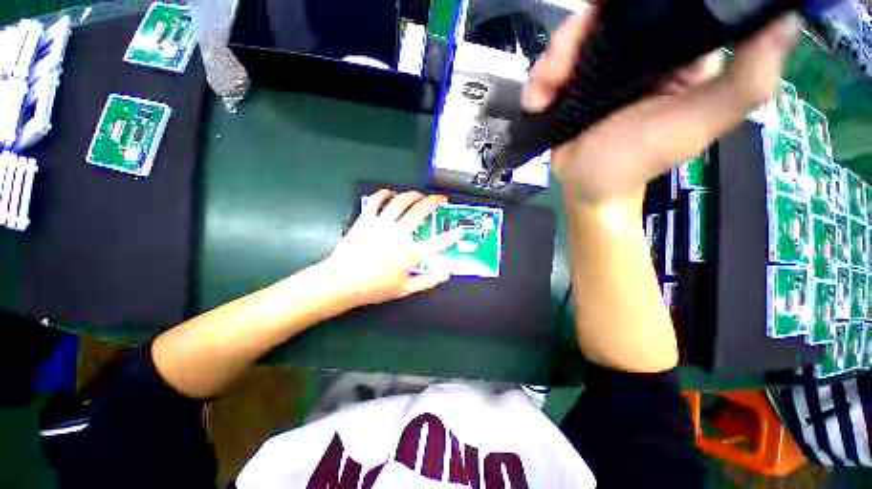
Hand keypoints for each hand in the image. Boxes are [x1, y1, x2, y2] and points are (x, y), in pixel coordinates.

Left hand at [321, 189, 463, 307]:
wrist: (340, 282)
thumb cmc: (374, 288)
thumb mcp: (404, 289)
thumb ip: (427, 281)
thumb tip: (446, 274)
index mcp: (408, 254)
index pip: (436, 244)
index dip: (450, 237)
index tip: (459, 231)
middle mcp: (397, 235)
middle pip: (420, 212)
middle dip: (434, 202)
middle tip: (441, 199)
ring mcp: (380, 224)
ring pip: (400, 201)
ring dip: (413, 195)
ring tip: (420, 195)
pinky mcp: (365, 220)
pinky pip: (375, 200)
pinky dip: (384, 193)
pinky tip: (390, 193)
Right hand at [524, 7, 798, 208]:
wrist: (587, 190)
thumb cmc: (635, 163)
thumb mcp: (693, 126)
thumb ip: (742, 82)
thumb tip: (786, 18)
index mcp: (678, 51)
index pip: (663, 0)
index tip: (610, 7)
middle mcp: (640, 51)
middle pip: (606, 12)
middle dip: (578, 31)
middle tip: (563, 67)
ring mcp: (600, 68)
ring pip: (572, 37)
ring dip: (552, 61)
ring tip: (546, 93)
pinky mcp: (571, 86)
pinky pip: (550, 67)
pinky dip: (537, 81)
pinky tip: (537, 102)